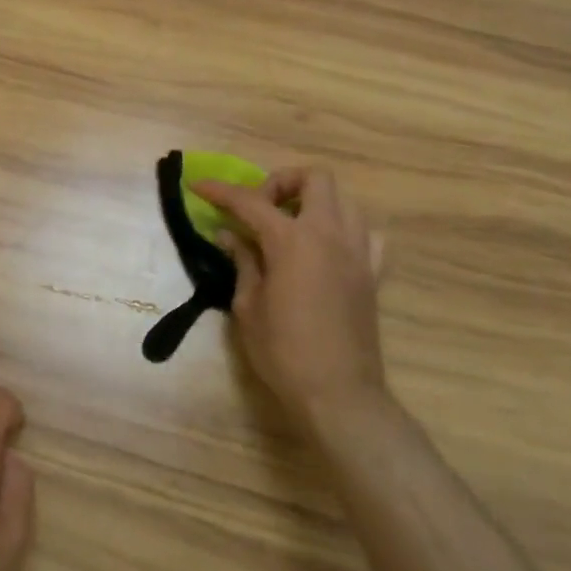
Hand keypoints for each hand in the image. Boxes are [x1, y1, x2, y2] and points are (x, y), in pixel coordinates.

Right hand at [191, 167, 388, 429]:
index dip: (220, 191)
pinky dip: (344, 230)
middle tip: (260, 208)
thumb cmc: (283, 351)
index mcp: (292, 241)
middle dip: (281, 182)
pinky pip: (365, 234)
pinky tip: (326, 249)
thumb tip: (230, 235)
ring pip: (344, 200)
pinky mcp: (372, 273)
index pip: (250, 201)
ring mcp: (357, 252)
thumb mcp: (248, 306)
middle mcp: (329, 234)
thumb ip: (242, 261)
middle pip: (314, 178)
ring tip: (290, 227)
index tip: (198, 185)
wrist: (337, 392)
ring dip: (314, 202)